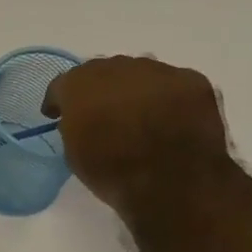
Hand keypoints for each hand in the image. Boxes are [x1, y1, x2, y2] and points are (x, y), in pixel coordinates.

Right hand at [42, 56, 233, 215]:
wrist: (172, 183)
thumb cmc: (113, 173)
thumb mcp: (74, 154)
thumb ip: (72, 126)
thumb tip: (81, 120)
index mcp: (80, 85)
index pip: (63, 84)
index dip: (59, 101)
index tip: (58, 116)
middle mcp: (117, 67)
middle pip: (102, 72)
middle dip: (99, 90)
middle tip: (102, 113)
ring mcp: (158, 71)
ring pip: (139, 73)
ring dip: (133, 89)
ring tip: (139, 113)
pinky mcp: (193, 80)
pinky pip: (172, 83)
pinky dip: (167, 97)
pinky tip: (170, 118)